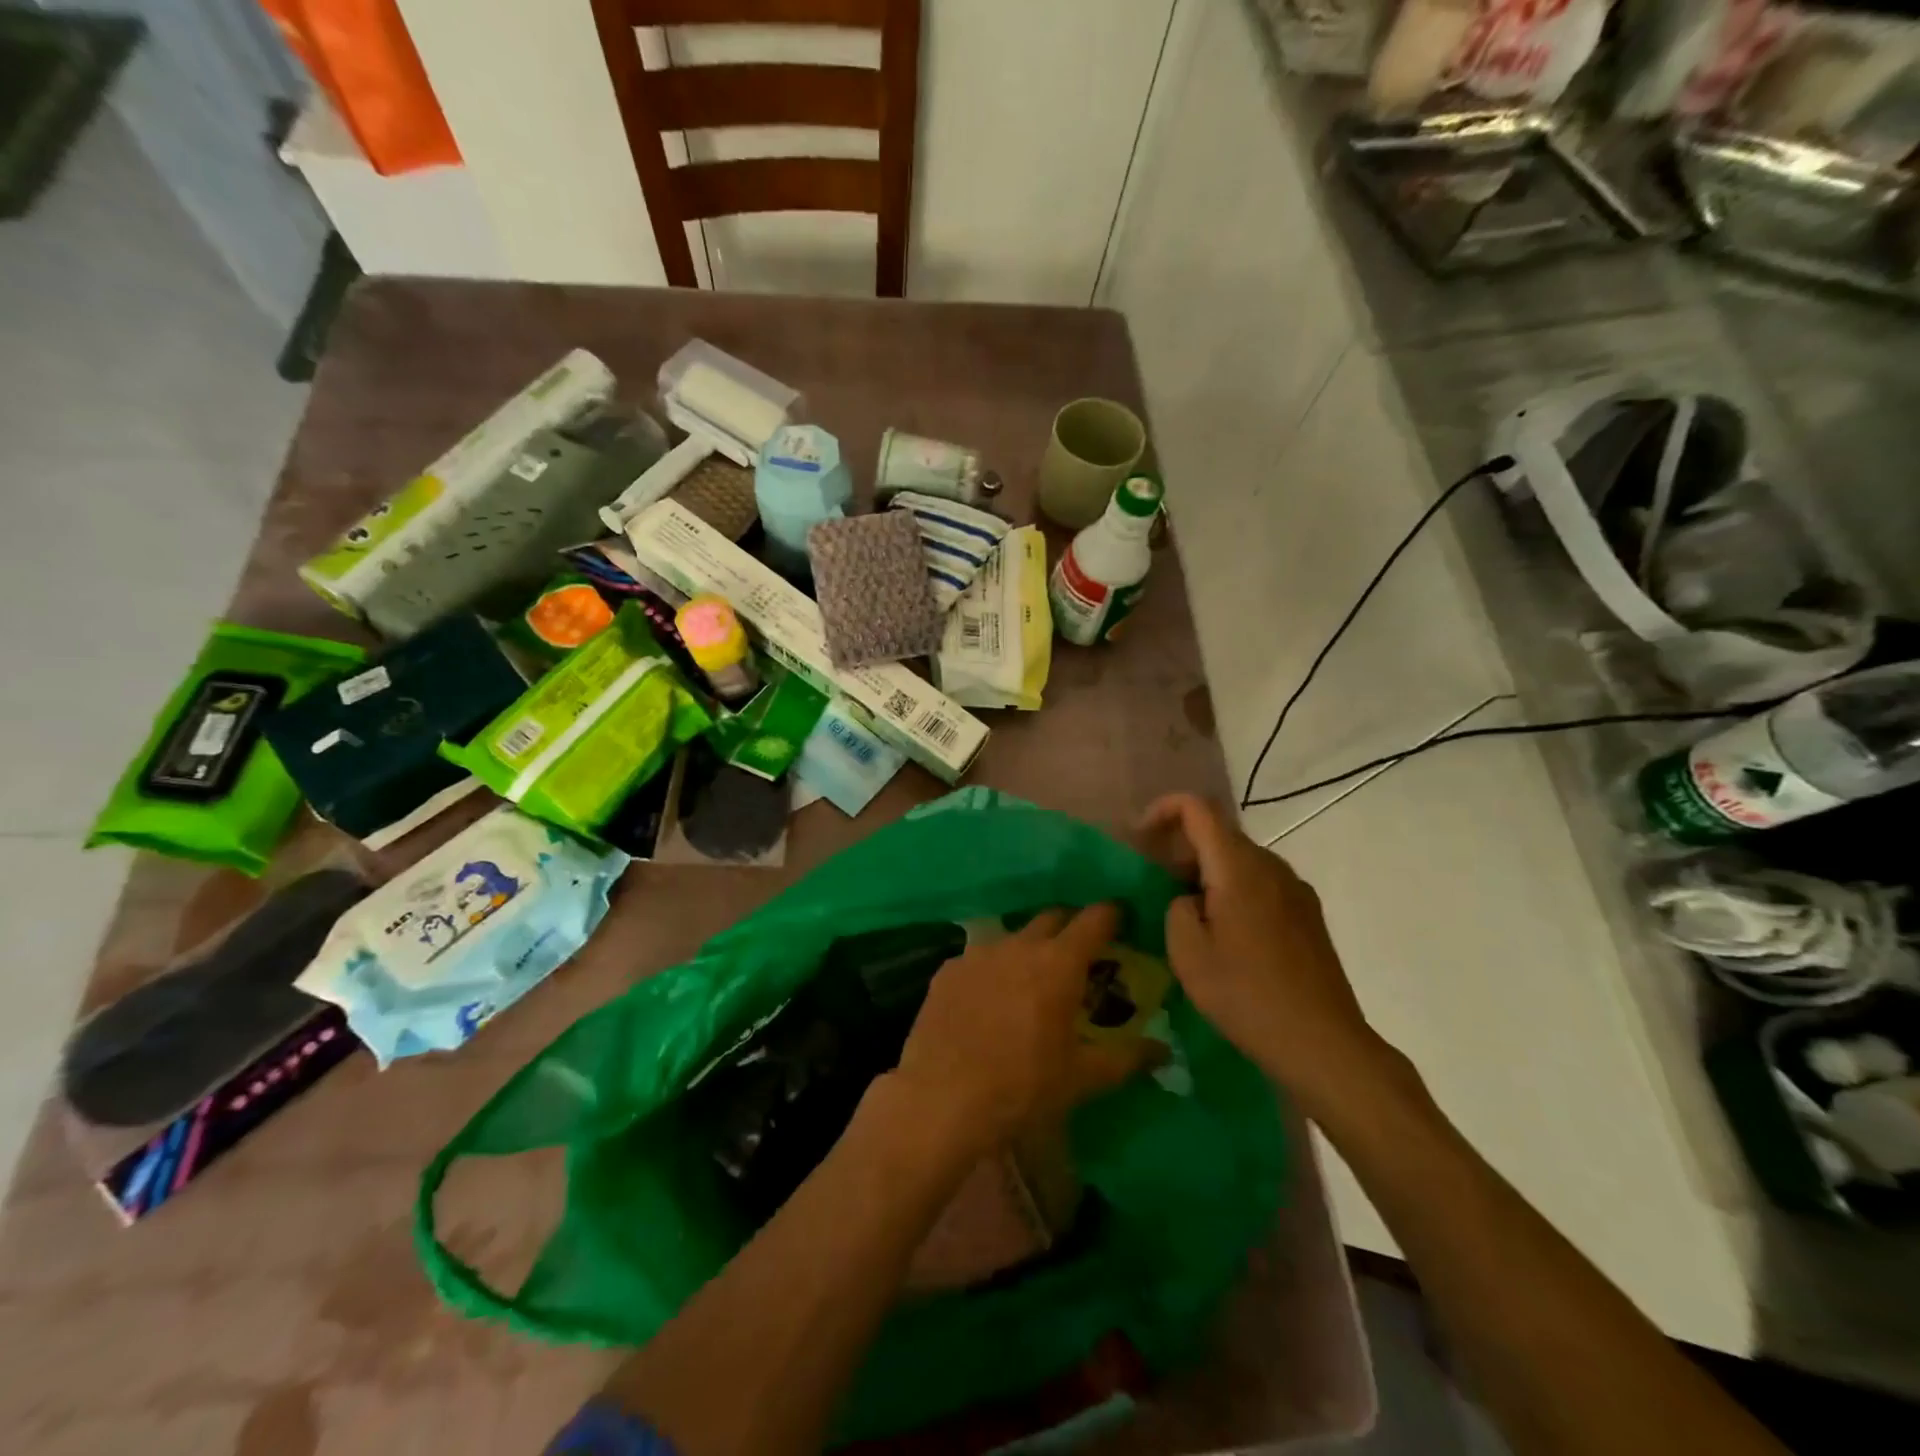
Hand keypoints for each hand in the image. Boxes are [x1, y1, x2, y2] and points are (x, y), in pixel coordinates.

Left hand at [891, 904, 1158, 1154]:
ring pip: (1013, 937)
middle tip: (1080, 954)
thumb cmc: (1023, 1086)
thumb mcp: (1082, 1078)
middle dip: (1070, 928)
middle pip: (1052, 918)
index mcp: (1059, 963)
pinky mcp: (947, 970)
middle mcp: (1019, 945)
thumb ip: (1127, 1058)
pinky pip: (979, 958)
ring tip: (1031, 980)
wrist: (943, 1098)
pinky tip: (988, 1000)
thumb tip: (1164, 1051)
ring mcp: (978, 953)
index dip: (1111, 915)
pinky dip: (993, 970)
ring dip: (1029, 949)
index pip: (1094, 919)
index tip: (1122, 919)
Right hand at [1141, 794, 1392, 1113]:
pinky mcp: (1309, 915)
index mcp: (1239, 867)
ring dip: (1208, 874)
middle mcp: (1271, 866)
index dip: (1163, 810)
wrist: (1322, 1043)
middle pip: (1220, 834)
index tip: (1140, 839)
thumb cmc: (1246, 995)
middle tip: (1157, 888)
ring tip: (1190, 917)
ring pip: (1241, 862)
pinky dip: (1234, 892)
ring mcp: (1296, 890)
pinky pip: (1262, 885)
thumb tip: (1188, 898)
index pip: (1198, 808)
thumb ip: (1176, 908)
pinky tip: (1228, 937)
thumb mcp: (1188, 953)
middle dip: (1182, 849)